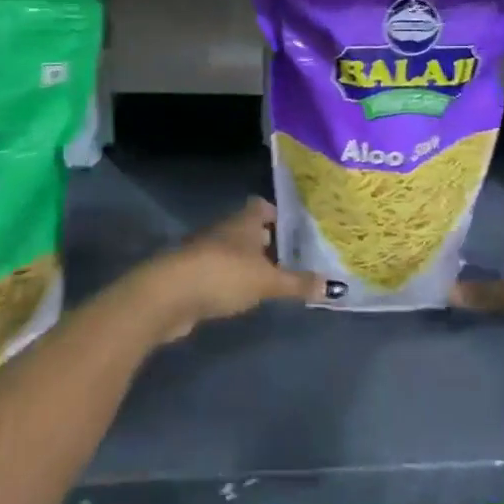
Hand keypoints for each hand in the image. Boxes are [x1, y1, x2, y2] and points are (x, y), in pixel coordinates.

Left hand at [138, 198, 320, 342]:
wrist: (168, 295)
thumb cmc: (223, 274)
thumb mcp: (267, 281)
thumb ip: (298, 283)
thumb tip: (334, 285)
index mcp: (244, 221)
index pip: (263, 206)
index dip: (279, 215)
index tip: (298, 230)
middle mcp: (225, 229)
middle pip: (249, 229)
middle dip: (268, 241)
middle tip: (293, 257)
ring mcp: (205, 251)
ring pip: (234, 251)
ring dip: (249, 262)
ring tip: (272, 280)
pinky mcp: (192, 275)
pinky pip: (219, 272)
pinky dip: (232, 280)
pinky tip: (243, 296)